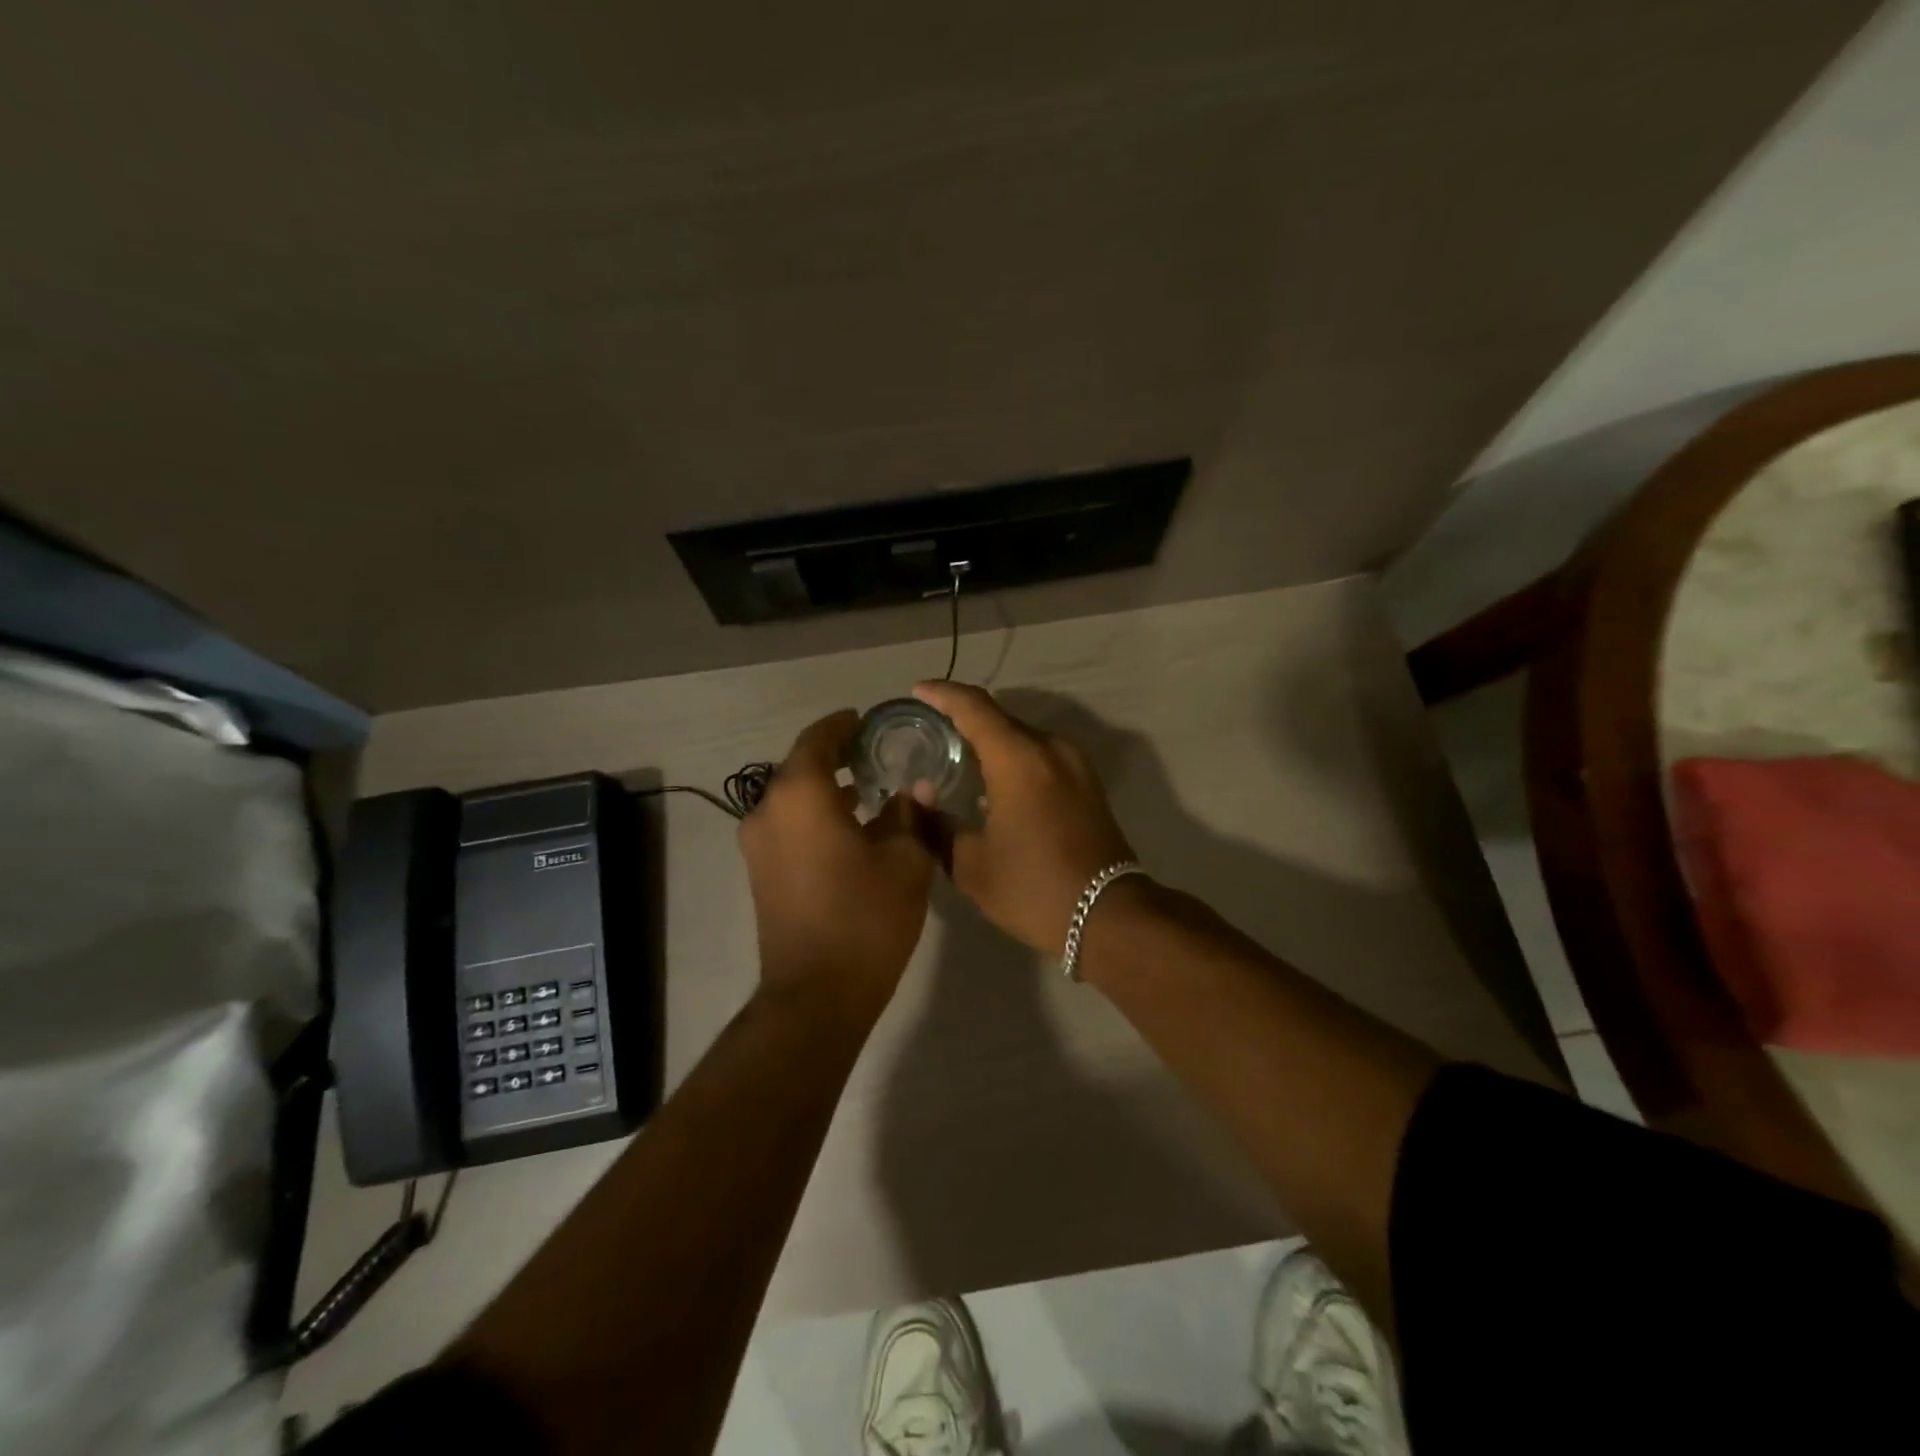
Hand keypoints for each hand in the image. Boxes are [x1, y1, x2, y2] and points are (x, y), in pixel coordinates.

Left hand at [739, 710, 936, 1017]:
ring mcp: (758, 845)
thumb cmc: (866, 918)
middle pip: (800, 767)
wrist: (816, 995)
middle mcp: (768, 811)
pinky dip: (814, 815)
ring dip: (825, 788)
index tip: (868, 721)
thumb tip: (914, 789)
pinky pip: (787, 825)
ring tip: (869, 788)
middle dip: (836, 756)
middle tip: (877, 754)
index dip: (843, 725)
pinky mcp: (760, 873)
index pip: (817, 739)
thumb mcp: (905, 861)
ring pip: (792, 798)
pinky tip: (850, 827)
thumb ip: (910, 815)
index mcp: (800, 796)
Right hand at [911, 681, 1134, 955]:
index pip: (974, 707)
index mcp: (1019, 758)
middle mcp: (1050, 748)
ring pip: (1022, 736)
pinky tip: (993, 780)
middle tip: (929, 730)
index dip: (942, 694)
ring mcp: (1075, 764)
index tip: (917, 691)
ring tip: (957, 755)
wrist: (1109, 916)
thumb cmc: (1033, 888)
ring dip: (990, 739)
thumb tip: (919, 799)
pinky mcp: (1087, 782)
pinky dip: (1013, 756)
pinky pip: (1041, 754)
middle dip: (963, 717)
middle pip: (1000, 717)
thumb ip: (937, 825)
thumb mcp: (971, 865)